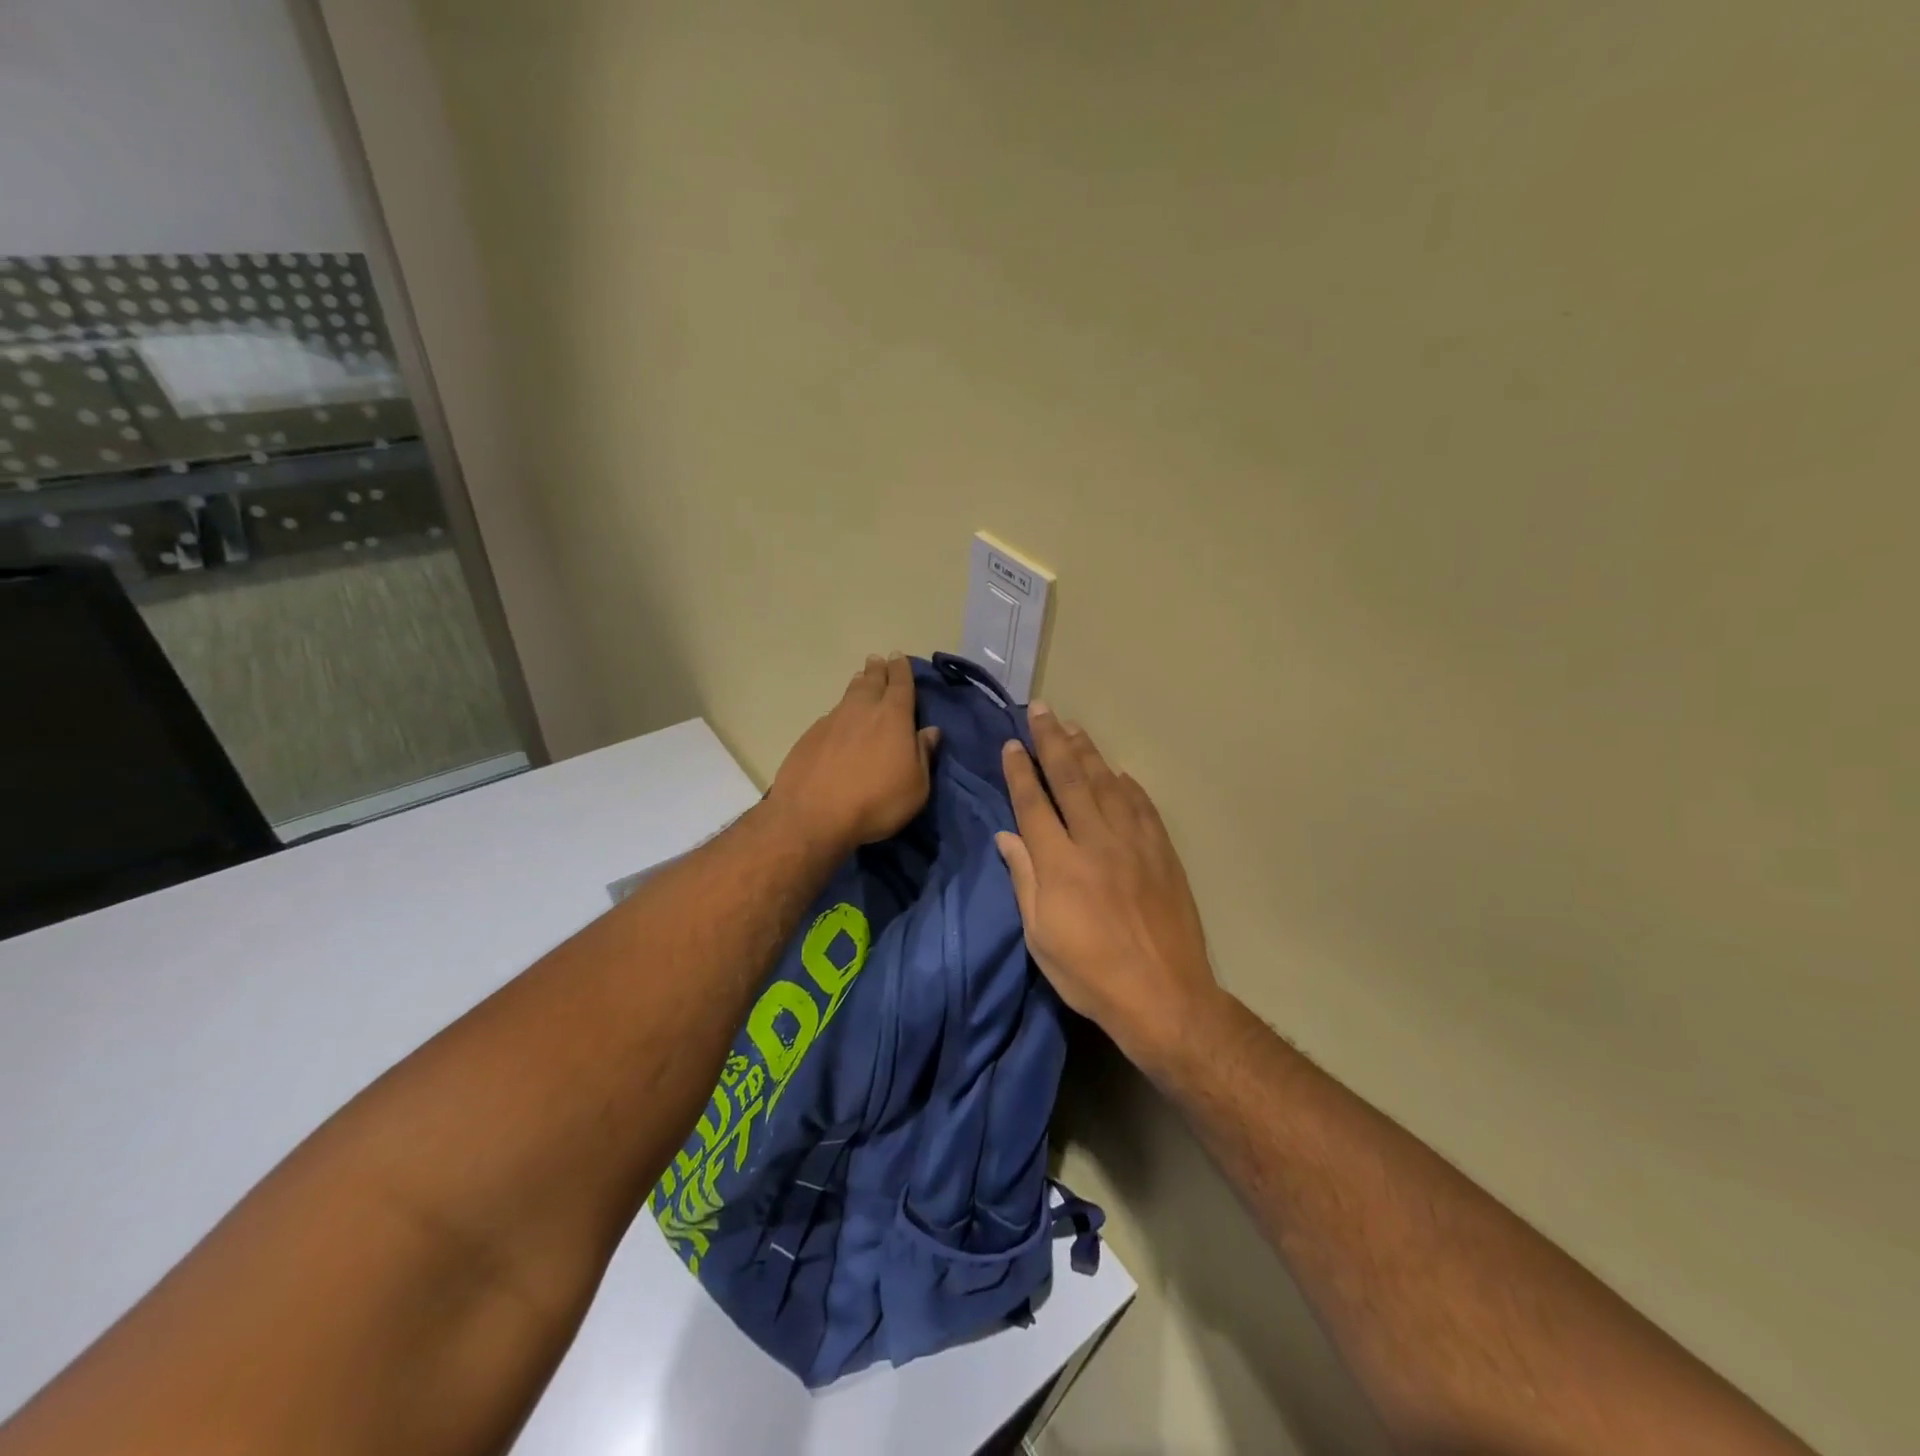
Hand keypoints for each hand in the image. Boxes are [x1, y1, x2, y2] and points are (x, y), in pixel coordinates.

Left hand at [768, 654, 939, 856]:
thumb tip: (931, 731)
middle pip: (871, 681)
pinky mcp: (809, 737)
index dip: (901, 670)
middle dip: (878, 670)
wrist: (812, 816)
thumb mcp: (915, 787)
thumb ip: (923, 755)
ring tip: (861, 680)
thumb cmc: (876, 803)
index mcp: (893, 717)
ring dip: (858, 685)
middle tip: (878, 661)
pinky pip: (831, 716)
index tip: (899, 657)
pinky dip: (840, 713)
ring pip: (849, 695)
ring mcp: (832, 721)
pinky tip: (839, 722)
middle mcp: (862, 710)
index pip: (900, 684)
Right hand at [997, 706, 1217, 1069]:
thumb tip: (1006, 836)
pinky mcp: (1162, 852)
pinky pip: (1142, 806)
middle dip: (1052, 741)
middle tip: (1041, 710)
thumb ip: (1024, 879)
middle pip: (1070, 779)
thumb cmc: (1089, 973)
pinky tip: (1118, 772)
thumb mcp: (1040, 936)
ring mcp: (1134, 843)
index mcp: (1059, 863)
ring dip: (1088, 752)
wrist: (1163, 995)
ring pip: (1106, 784)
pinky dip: (1127, 785)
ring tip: (1074, 727)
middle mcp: (1095, 841)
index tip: (1012, 743)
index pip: (1034, 803)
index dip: (1021, 771)